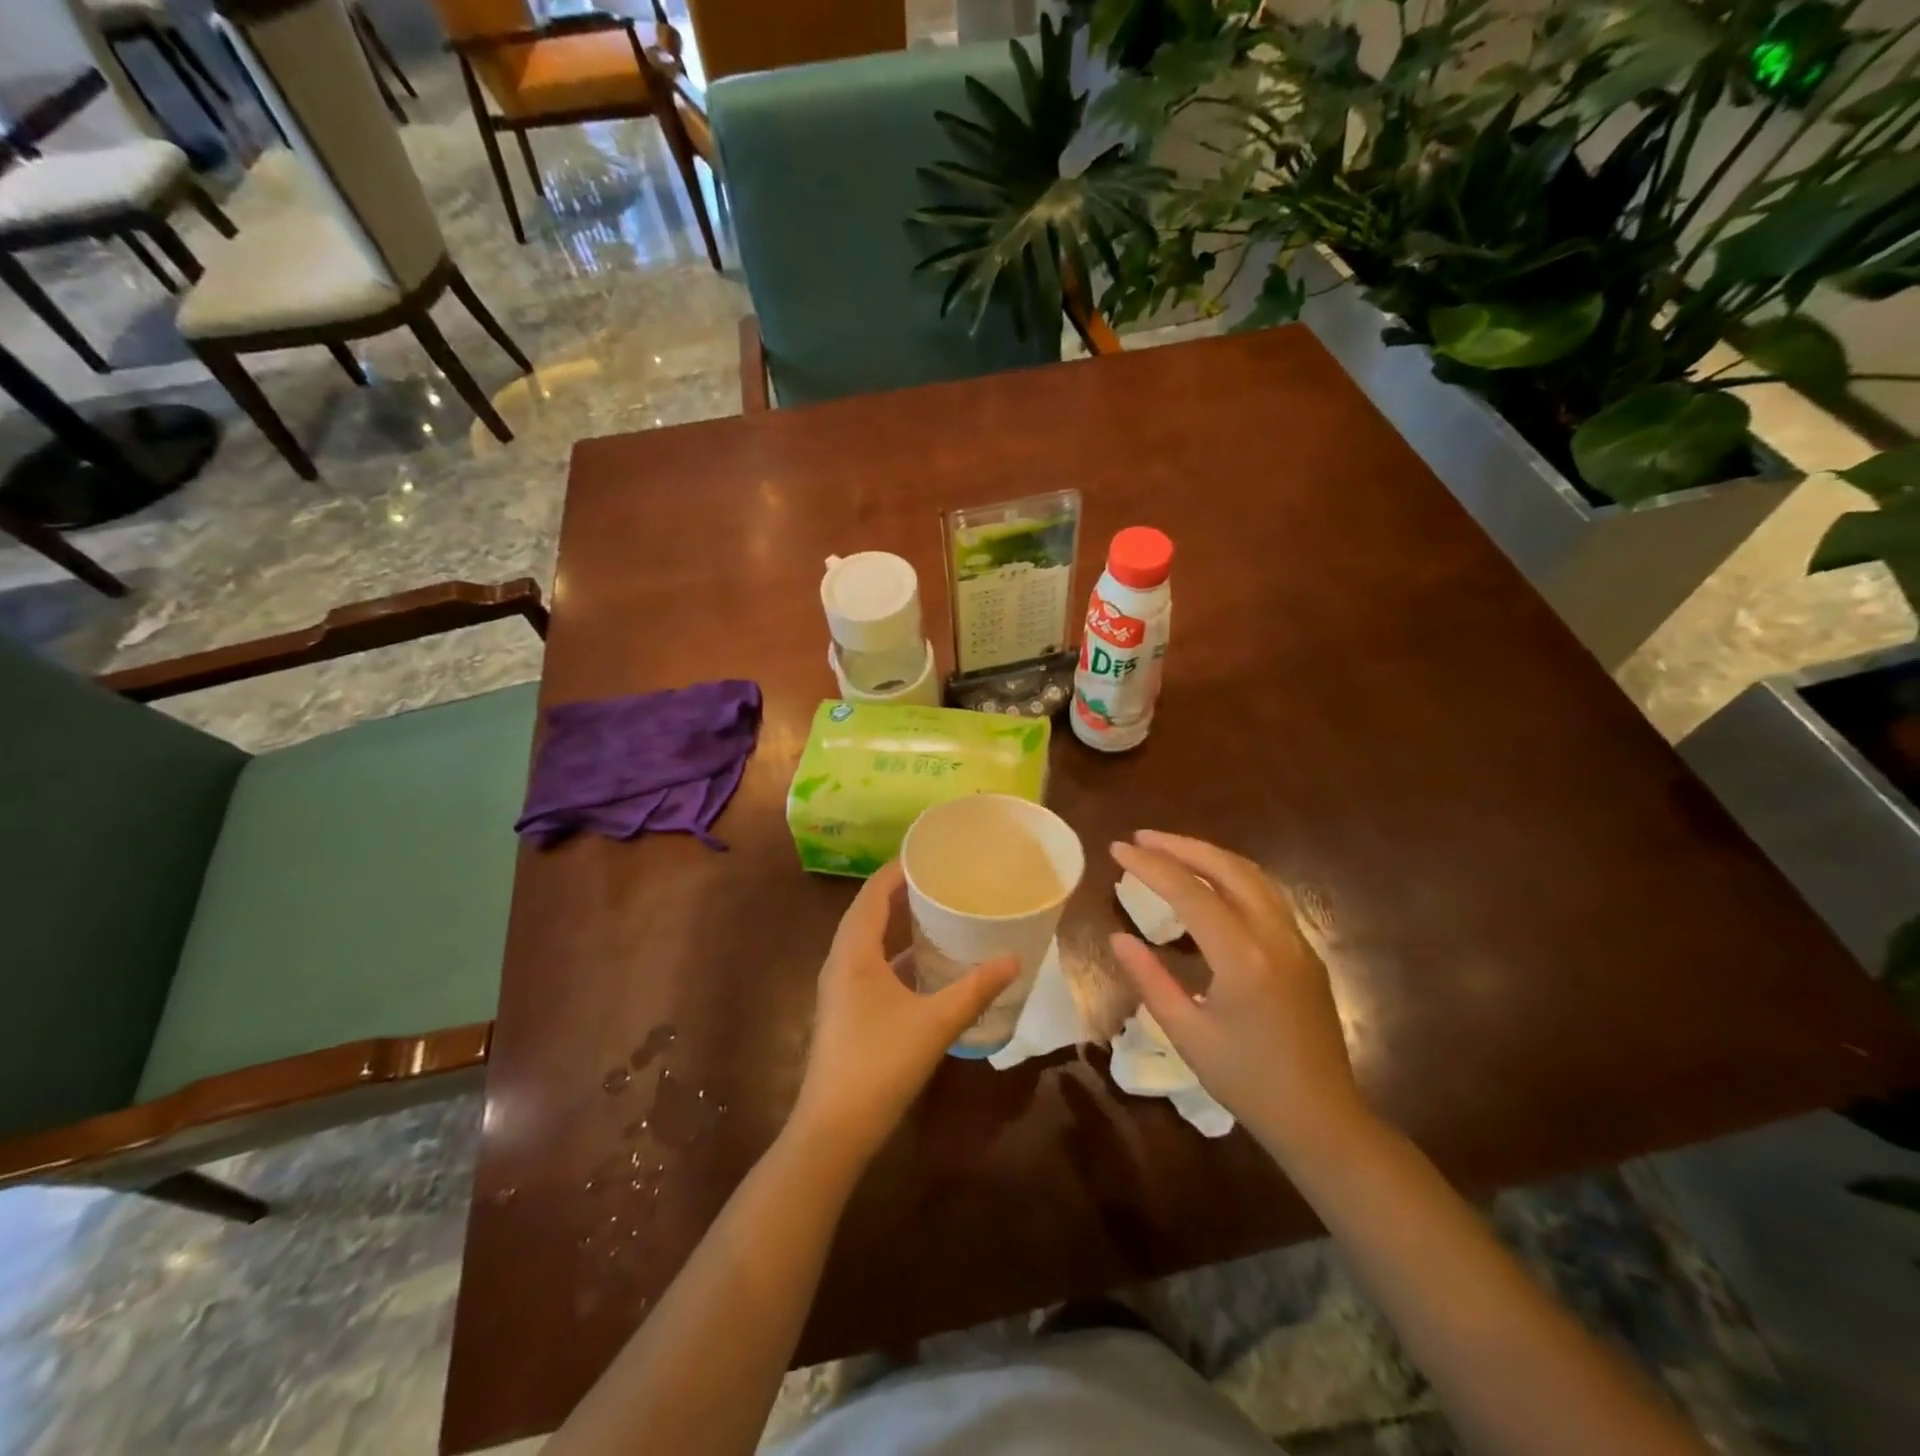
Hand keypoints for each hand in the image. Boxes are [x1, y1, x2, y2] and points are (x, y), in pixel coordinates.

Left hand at [791, 860, 1017, 1162]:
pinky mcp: (846, 1011)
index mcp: (854, 952)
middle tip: (940, 879)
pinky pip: (871, 967)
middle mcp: (841, 962)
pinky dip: (896, 956)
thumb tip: (1014, 960)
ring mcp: (840, 988)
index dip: (897, 869)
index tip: (928, 853)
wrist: (834, 1129)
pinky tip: (926, 966)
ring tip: (936, 912)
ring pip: (868, 942)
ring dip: (897, 924)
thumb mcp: (935, 1022)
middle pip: (868, 912)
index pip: (873, 893)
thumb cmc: (881, 1063)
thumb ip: (975, 989)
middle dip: (900, 892)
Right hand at [1109, 831, 1374, 1160]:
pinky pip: (1266, 895)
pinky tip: (1209, 884)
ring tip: (1170, 850)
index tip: (1117, 850)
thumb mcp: (1187, 1034)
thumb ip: (1150, 979)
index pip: (1189, 892)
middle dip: (1181, 846)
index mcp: (1243, 958)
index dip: (1150, 866)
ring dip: (1209, 855)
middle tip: (1141, 838)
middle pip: (1228, 868)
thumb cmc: (1247, 1082)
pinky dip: (1231, 876)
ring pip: (1253, 876)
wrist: (1322, 1119)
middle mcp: (1275, 936)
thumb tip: (1118, 937)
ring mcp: (1296, 940)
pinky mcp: (1305, 951)